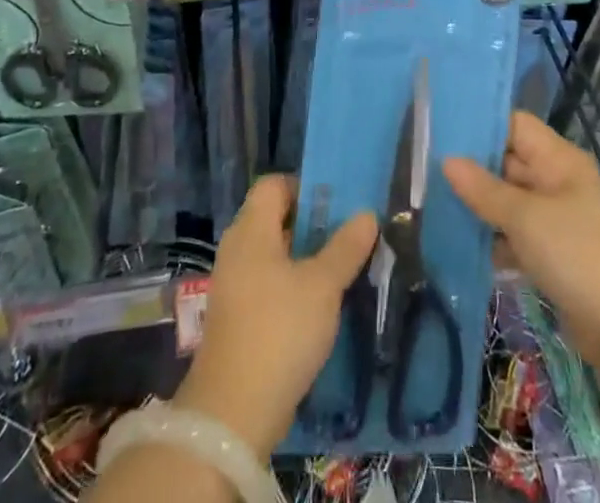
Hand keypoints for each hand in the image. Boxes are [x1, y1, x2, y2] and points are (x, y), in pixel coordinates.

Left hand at [176, 176, 377, 455]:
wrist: (233, 414)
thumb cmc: (279, 331)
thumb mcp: (322, 286)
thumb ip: (345, 247)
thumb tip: (367, 214)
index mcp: (251, 229)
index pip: (273, 185)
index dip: (304, 187)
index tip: (337, 204)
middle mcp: (237, 249)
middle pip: (275, 218)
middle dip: (312, 223)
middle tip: (349, 233)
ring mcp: (235, 286)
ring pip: (275, 254)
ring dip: (306, 257)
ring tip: (343, 267)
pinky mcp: (238, 318)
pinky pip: (269, 284)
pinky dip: (293, 285)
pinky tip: (321, 304)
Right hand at [443, 112, 599, 367]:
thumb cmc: (574, 253)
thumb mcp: (523, 217)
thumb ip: (483, 189)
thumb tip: (447, 161)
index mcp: (559, 159)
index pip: (516, 125)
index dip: (483, 125)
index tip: (444, 130)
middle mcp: (558, 181)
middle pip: (510, 161)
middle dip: (474, 167)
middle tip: (429, 167)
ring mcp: (556, 218)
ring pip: (510, 199)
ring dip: (480, 204)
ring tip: (436, 201)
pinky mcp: (553, 252)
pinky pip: (516, 232)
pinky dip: (493, 236)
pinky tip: (460, 241)